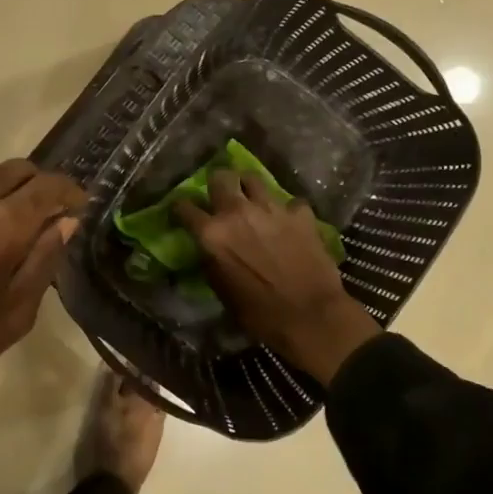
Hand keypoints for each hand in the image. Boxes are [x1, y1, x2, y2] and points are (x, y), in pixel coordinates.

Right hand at [173, 170, 379, 383]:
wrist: (311, 316)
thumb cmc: (260, 314)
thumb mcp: (222, 292)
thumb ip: (212, 261)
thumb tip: (209, 249)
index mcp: (213, 233)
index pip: (184, 207)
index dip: (181, 208)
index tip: (183, 212)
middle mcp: (238, 212)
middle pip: (220, 177)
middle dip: (217, 184)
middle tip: (221, 195)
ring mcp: (271, 208)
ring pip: (253, 179)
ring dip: (249, 188)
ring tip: (252, 199)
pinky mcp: (300, 213)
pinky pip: (289, 202)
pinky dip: (287, 211)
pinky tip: (289, 222)